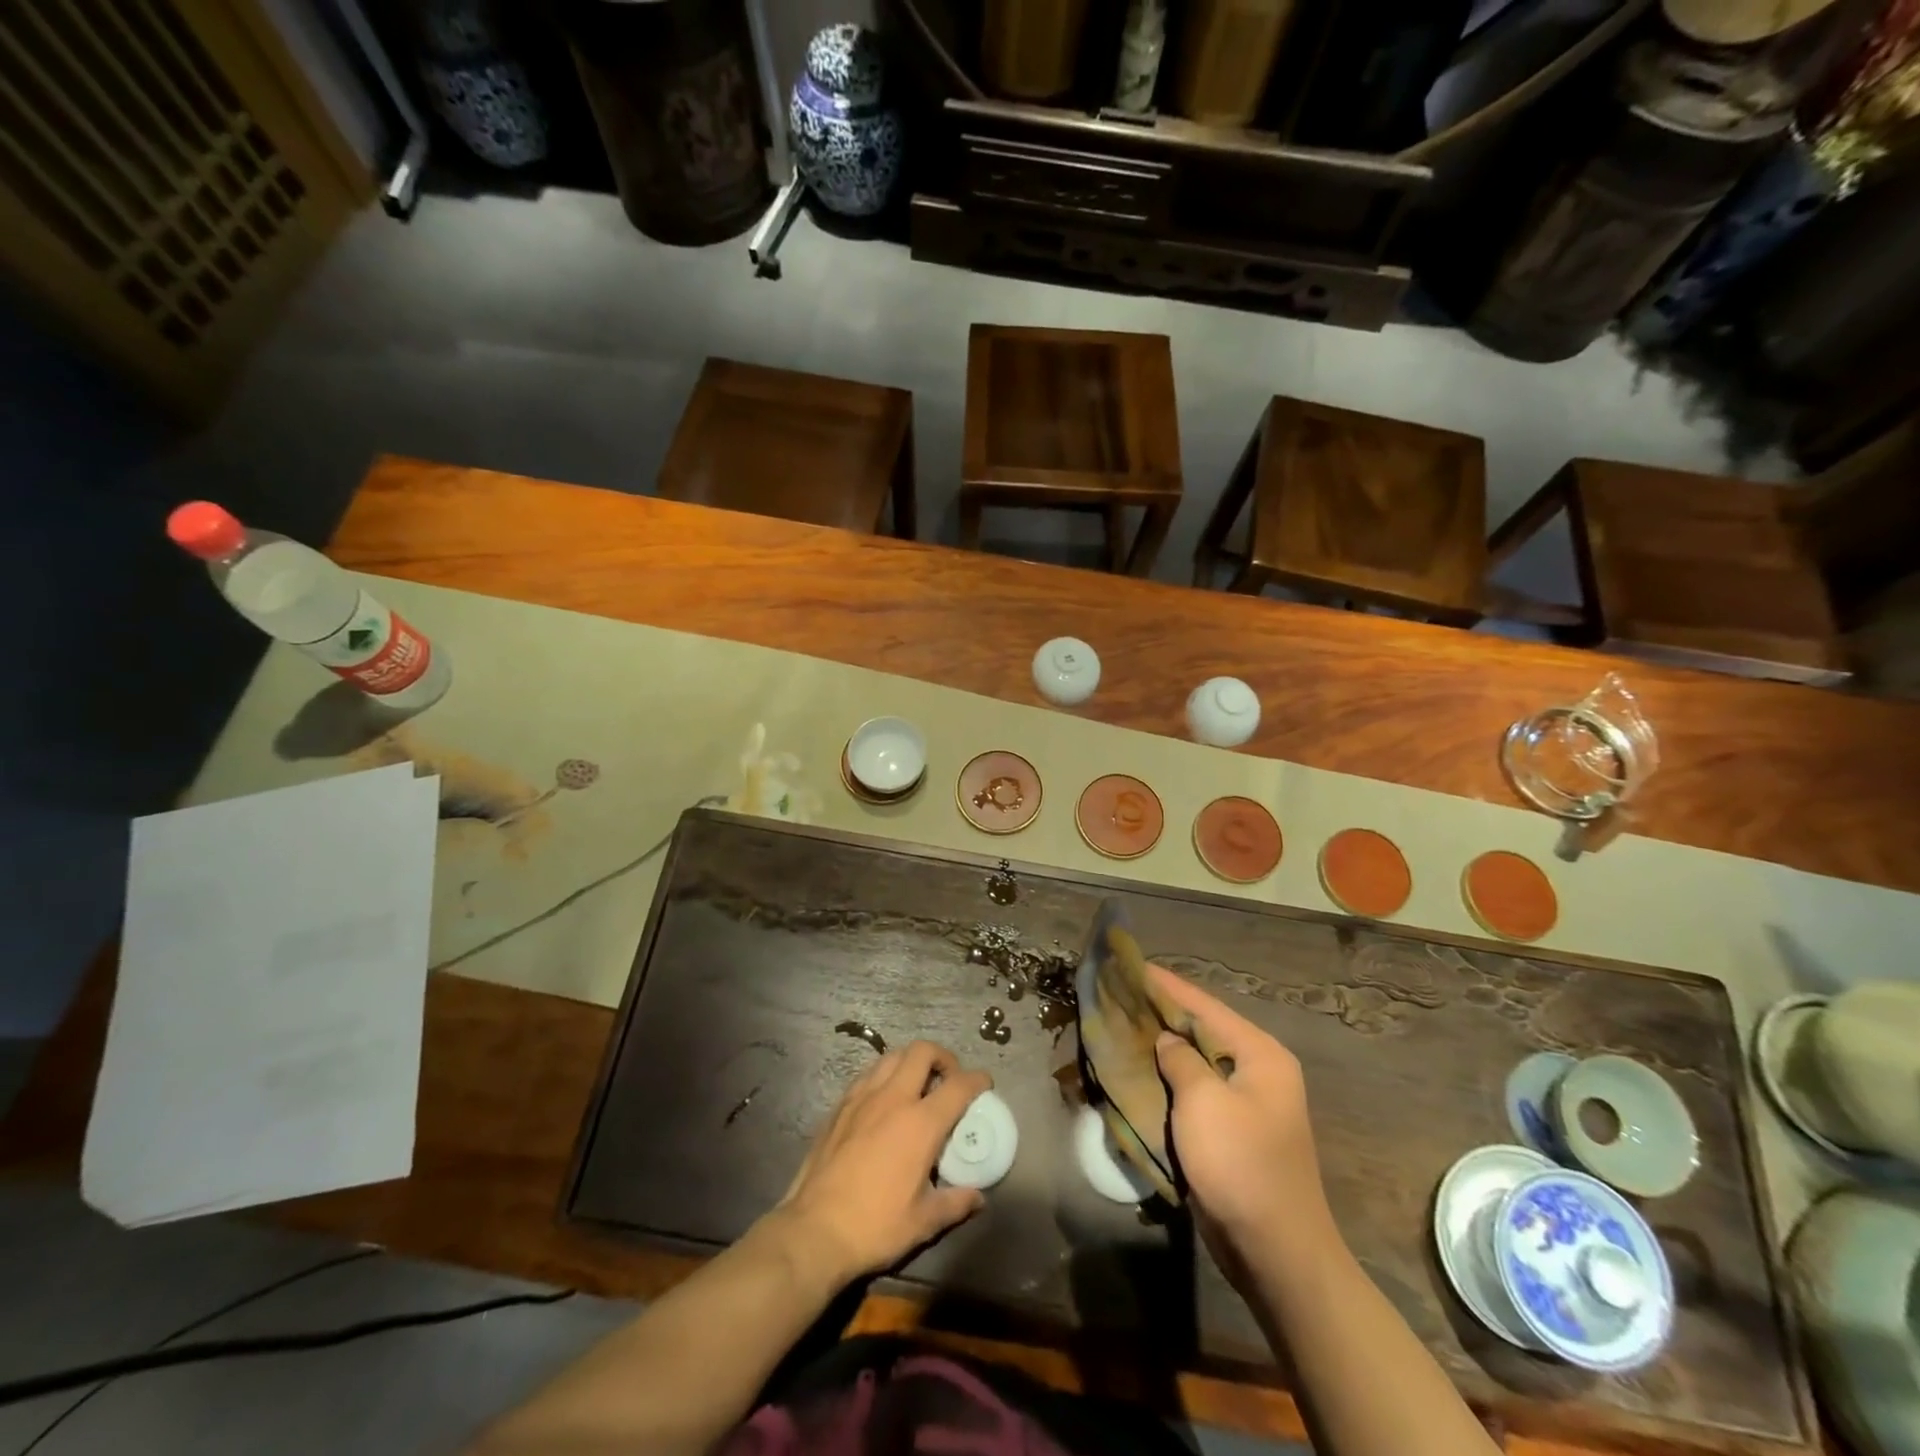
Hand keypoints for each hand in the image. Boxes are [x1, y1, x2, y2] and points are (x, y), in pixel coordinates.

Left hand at [773, 1041, 990, 1285]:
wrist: (814, 1231)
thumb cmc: (875, 1226)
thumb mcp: (923, 1222)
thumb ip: (955, 1203)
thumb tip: (978, 1197)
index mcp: (920, 1123)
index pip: (958, 1085)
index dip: (977, 1079)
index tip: (985, 1083)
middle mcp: (893, 1098)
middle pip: (922, 1051)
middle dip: (942, 1057)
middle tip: (948, 1078)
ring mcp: (862, 1097)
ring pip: (892, 1056)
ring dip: (911, 1062)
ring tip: (917, 1085)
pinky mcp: (839, 1106)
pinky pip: (868, 1074)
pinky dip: (884, 1075)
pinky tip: (883, 1100)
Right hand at [1149, 965, 1335, 1266]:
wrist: (1275, 1253)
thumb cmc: (1240, 1165)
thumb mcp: (1204, 1102)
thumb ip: (1180, 1059)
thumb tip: (1166, 1039)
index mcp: (1260, 1054)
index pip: (1204, 1005)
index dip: (1165, 985)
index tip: (1130, 965)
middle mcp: (1258, 1070)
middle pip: (1202, 1029)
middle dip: (1161, 1013)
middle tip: (1120, 995)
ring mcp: (1247, 1102)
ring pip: (1196, 1061)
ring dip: (1163, 1047)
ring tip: (1123, 1026)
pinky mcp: (1233, 1130)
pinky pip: (1196, 1091)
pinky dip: (1169, 1078)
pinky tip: (1141, 1070)